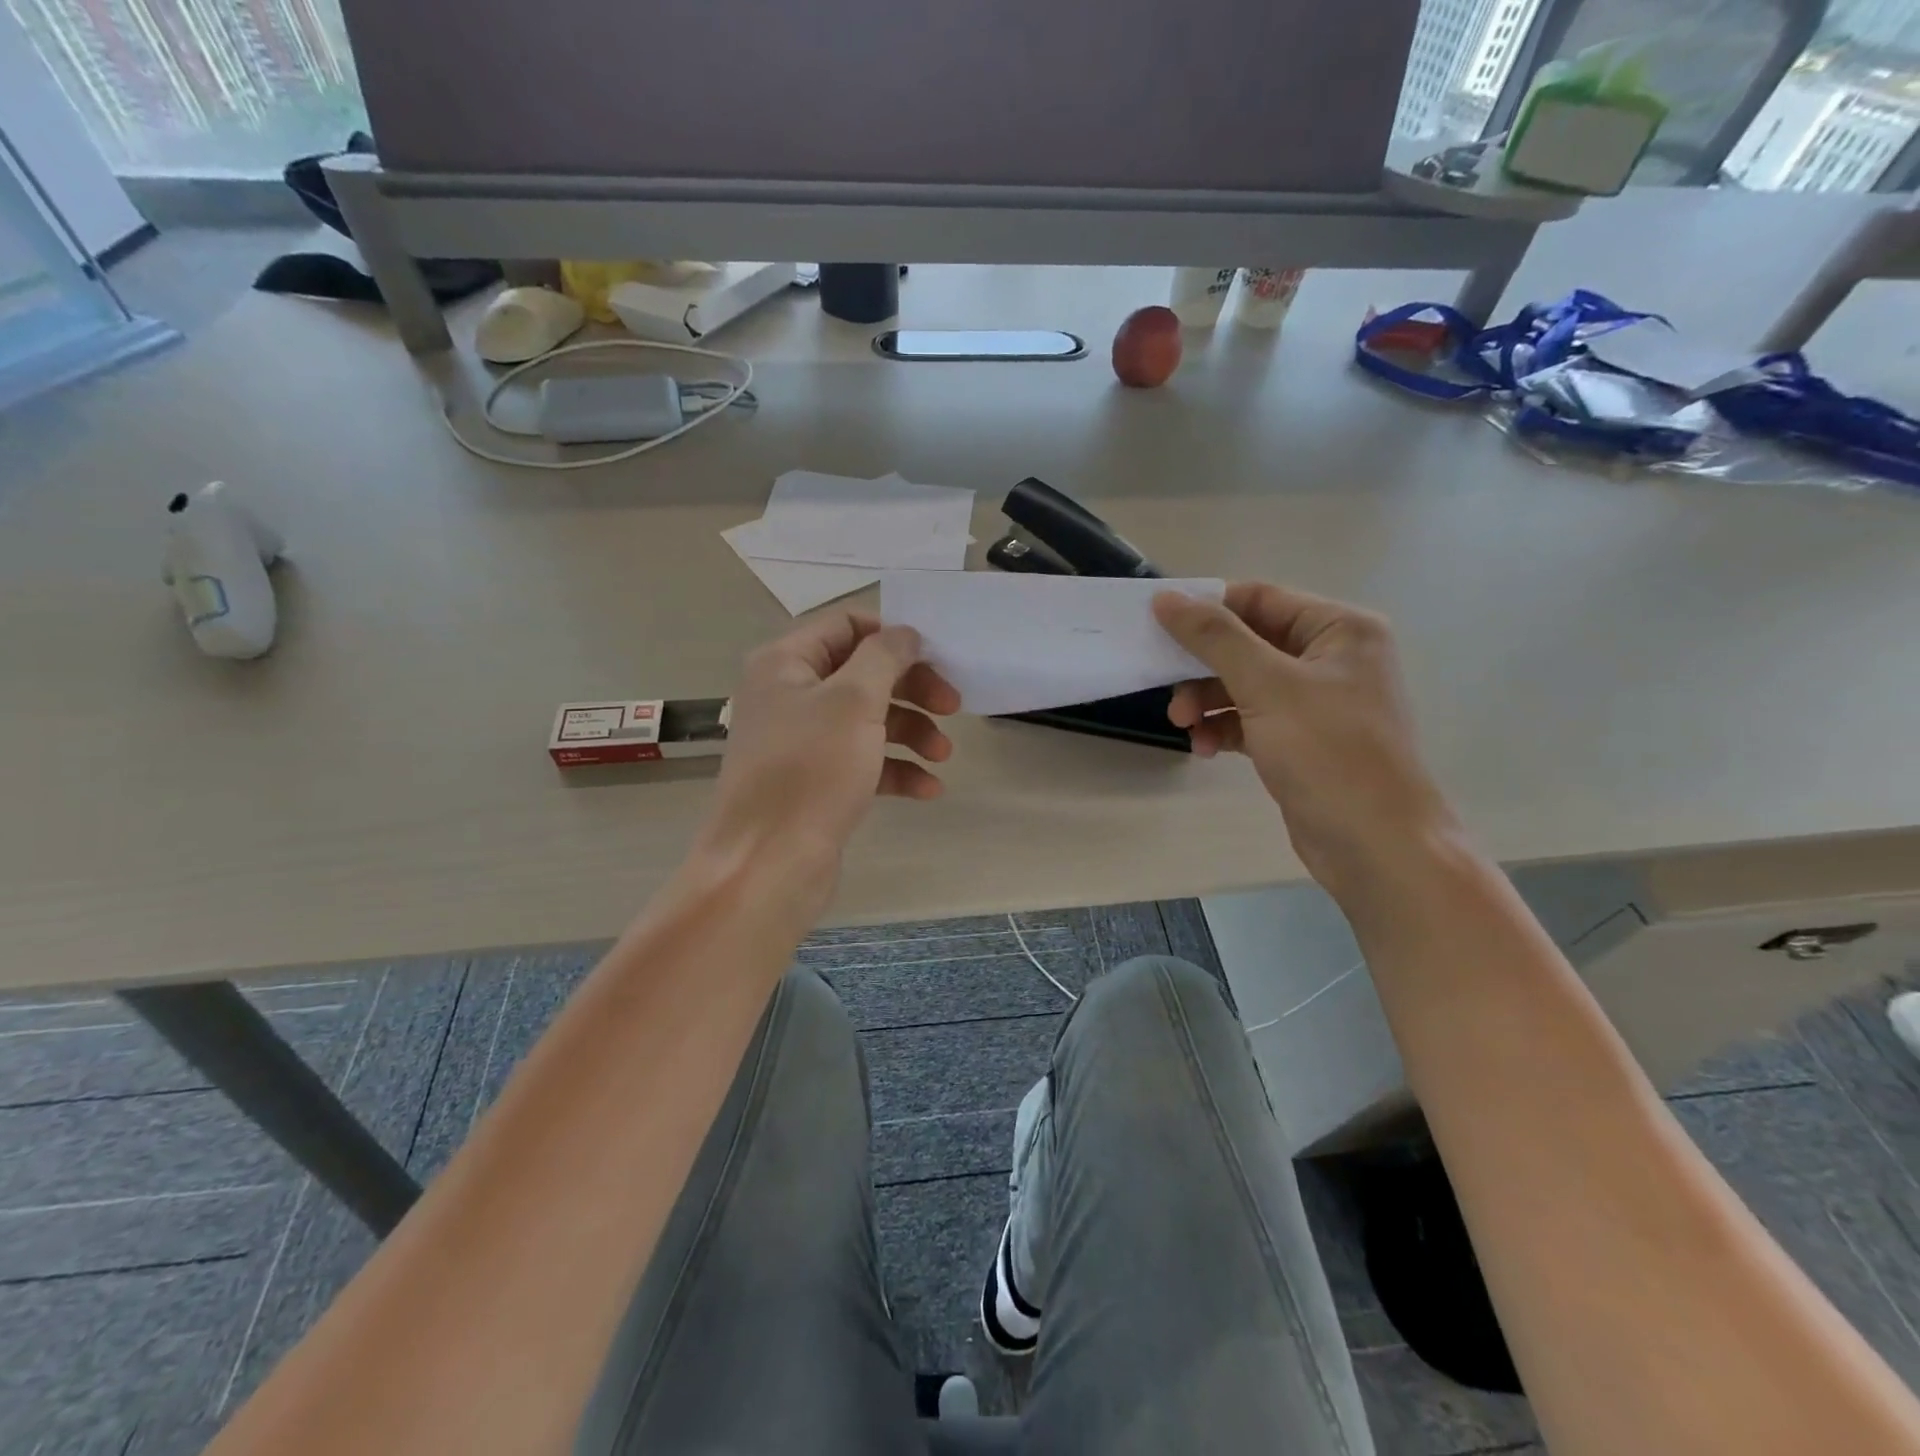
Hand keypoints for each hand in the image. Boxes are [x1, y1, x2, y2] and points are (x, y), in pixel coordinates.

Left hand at [699, 611, 959, 895]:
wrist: (768, 865)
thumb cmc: (810, 771)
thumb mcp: (853, 701)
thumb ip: (884, 657)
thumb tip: (905, 634)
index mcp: (785, 663)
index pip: (846, 625)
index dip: (893, 636)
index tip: (936, 658)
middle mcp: (789, 695)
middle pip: (863, 674)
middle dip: (912, 689)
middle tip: (953, 707)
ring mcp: (801, 742)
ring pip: (867, 720)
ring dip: (911, 732)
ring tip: (944, 755)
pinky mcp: (816, 783)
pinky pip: (863, 762)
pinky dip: (896, 770)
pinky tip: (929, 789)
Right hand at [1153, 583, 1458, 899]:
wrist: (1376, 846)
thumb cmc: (1329, 754)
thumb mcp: (1267, 686)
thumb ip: (1214, 638)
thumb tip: (1166, 597)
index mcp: (1339, 629)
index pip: (1259, 599)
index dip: (1206, 609)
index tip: (1156, 625)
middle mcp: (1332, 658)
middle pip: (1247, 643)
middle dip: (1203, 667)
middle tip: (1168, 688)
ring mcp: (1317, 702)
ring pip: (1244, 684)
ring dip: (1208, 701)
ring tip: (1185, 725)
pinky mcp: (1302, 740)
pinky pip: (1252, 719)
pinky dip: (1225, 728)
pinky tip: (1206, 748)